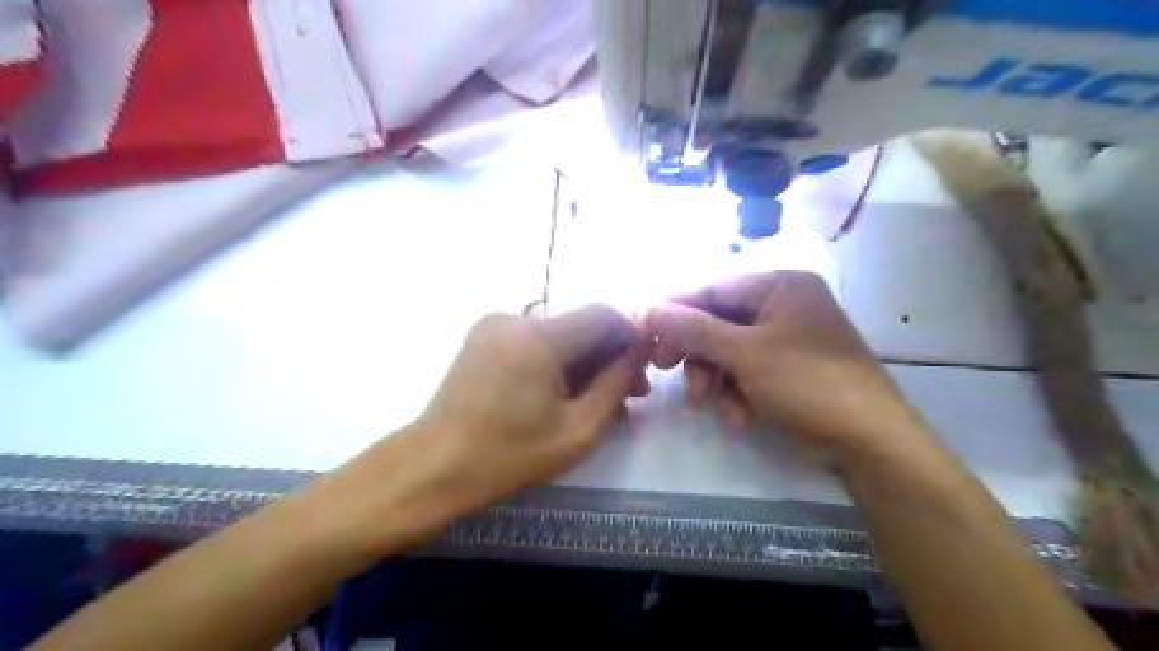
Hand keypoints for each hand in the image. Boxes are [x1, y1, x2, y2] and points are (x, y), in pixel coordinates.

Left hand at [398, 305, 649, 517]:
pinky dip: (556, 362)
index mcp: (539, 337)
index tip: (642, 370)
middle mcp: (515, 318)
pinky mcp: (483, 337)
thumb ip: (616, 383)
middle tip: (630, 396)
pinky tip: (563, 394)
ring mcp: (494, 325)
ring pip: (559, 334)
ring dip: (584, 362)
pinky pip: (534, 341)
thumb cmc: (509, 455)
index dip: (631, 336)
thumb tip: (640, 350)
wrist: (434, 466)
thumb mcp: (578, 428)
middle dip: (609, 356)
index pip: (604, 314)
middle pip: (581, 324)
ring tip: (599, 403)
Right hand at [648, 269, 928, 468]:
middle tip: (664, 369)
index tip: (642, 329)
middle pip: (716, 321)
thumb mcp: (745, 353)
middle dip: (695, 352)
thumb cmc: (808, 382)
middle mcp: (781, 305)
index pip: (712, 288)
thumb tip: (647, 308)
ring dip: (713, 380)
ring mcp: (784, 340)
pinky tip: (739, 417)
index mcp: (780, 285)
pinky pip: (744, 373)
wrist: (868, 442)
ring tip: (708, 404)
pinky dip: (735, 395)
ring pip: (726, 352)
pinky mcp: (784, 371)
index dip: (675, 309)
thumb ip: (693, 329)